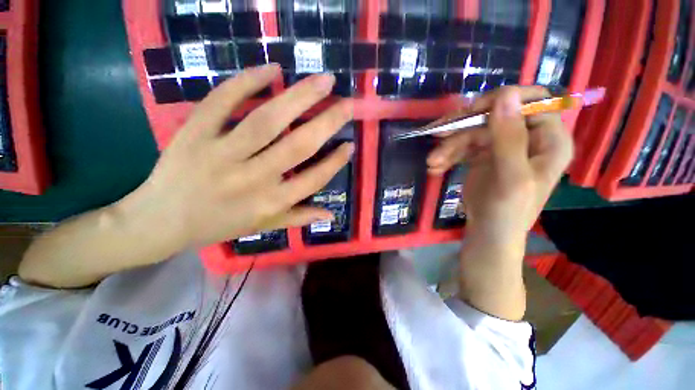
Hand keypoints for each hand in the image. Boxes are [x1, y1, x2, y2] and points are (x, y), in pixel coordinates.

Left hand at [118, 64, 353, 250]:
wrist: (160, 221)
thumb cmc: (217, 225)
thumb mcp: (262, 227)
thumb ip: (298, 218)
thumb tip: (331, 215)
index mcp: (270, 202)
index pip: (313, 179)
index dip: (335, 161)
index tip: (350, 145)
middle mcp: (252, 178)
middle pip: (298, 146)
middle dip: (328, 122)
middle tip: (348, 103)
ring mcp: (221, 154)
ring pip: (267, 121)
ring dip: (299, 97)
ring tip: (323, 81)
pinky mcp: (194, 134)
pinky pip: (222, 102)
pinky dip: (247, 82)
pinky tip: (271, 70)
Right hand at [427, 86, 573, 248]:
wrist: (488, 233)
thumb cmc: (507, 212)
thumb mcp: (512, 178)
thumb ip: (510, 139)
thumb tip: (505, 95)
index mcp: (549, 140)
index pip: (534, 101)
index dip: (503, 100)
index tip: (473, 111)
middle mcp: (528, 138)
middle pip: (494, 116)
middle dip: (463, 128)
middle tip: (437, 135)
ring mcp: (503, 146)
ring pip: (473, 131)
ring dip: (449, 146)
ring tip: (432, 162)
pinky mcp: (483, 155)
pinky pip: (463, 146)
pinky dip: (447, 155)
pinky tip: (435, 167)